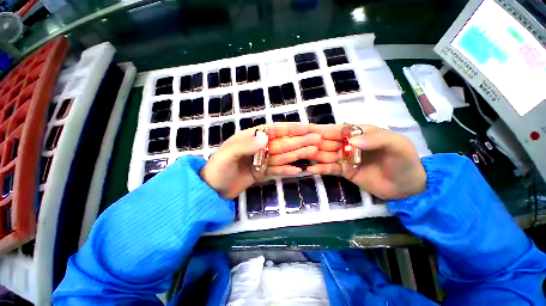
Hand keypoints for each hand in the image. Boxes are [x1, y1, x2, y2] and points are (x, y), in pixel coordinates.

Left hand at [201, 123, 320, 197]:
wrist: (212, 189)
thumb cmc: (218, 169)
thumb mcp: (228, 155)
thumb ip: (246, 145)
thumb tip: (266, 138)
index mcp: (252, 138)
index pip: (275, 130)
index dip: (292, 129)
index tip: (308, 128)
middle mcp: (260, 148)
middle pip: (283, 143)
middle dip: (300, 141)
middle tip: (317, 140)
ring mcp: (262, 161)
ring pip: (283, 156)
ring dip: (297, 154)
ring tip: (313, 151)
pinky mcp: (262, 173)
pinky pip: (277, 171)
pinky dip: (287, 170)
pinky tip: (298, 170)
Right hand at [307, 124, 425, 198]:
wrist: (408, 187)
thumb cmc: (404, 162)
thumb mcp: (396, 145)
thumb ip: (375, 139)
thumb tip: (350, 142)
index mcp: (359, 133)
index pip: (337, 129)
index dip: (321, 129)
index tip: (306, 130)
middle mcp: (349, 144)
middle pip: (327, 142)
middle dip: (313, 142)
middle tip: (298, 144)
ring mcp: (345, 158)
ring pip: (325, 155)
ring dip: (313, 155)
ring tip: (300, 156)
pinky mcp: (344, 171)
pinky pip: (329, 169)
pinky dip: (320, 169)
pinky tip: (310, 169)